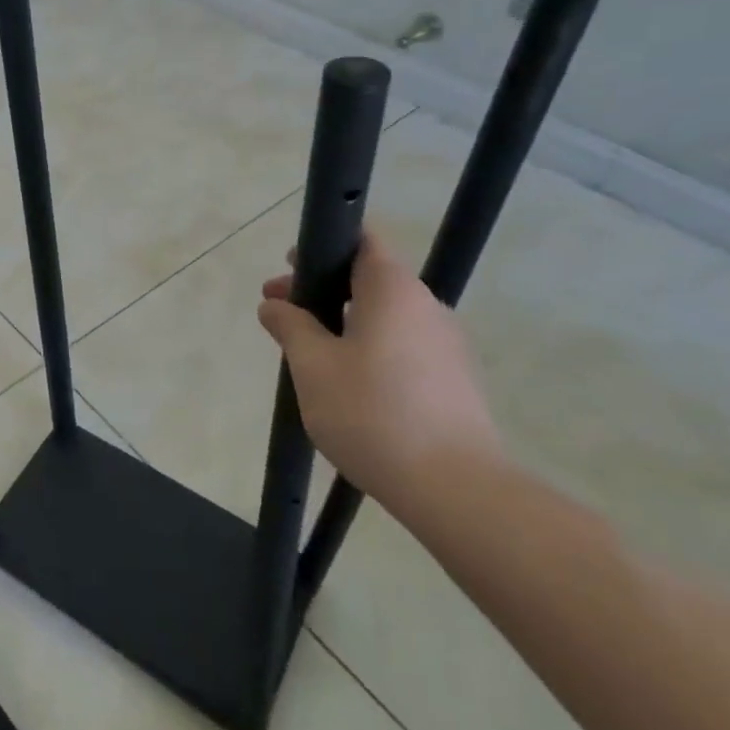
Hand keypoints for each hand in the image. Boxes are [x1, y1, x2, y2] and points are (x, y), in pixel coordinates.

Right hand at [258, 231, 500, 512]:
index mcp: (393, 290)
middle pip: (370, 280)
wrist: (455, 489)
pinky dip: (370, 349)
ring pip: (386, 317)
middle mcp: (427, 306)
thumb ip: (290, 326)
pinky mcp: (456, 381)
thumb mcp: (312, 367)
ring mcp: (447, 345)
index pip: (363, 240)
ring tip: (308, 355)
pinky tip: (347, 386)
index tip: (292, 269)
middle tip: (280, 315)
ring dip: (344, 323)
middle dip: (323, 291)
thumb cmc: (372, 413)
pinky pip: (404, 348)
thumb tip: (274, 305)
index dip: (324, 245)